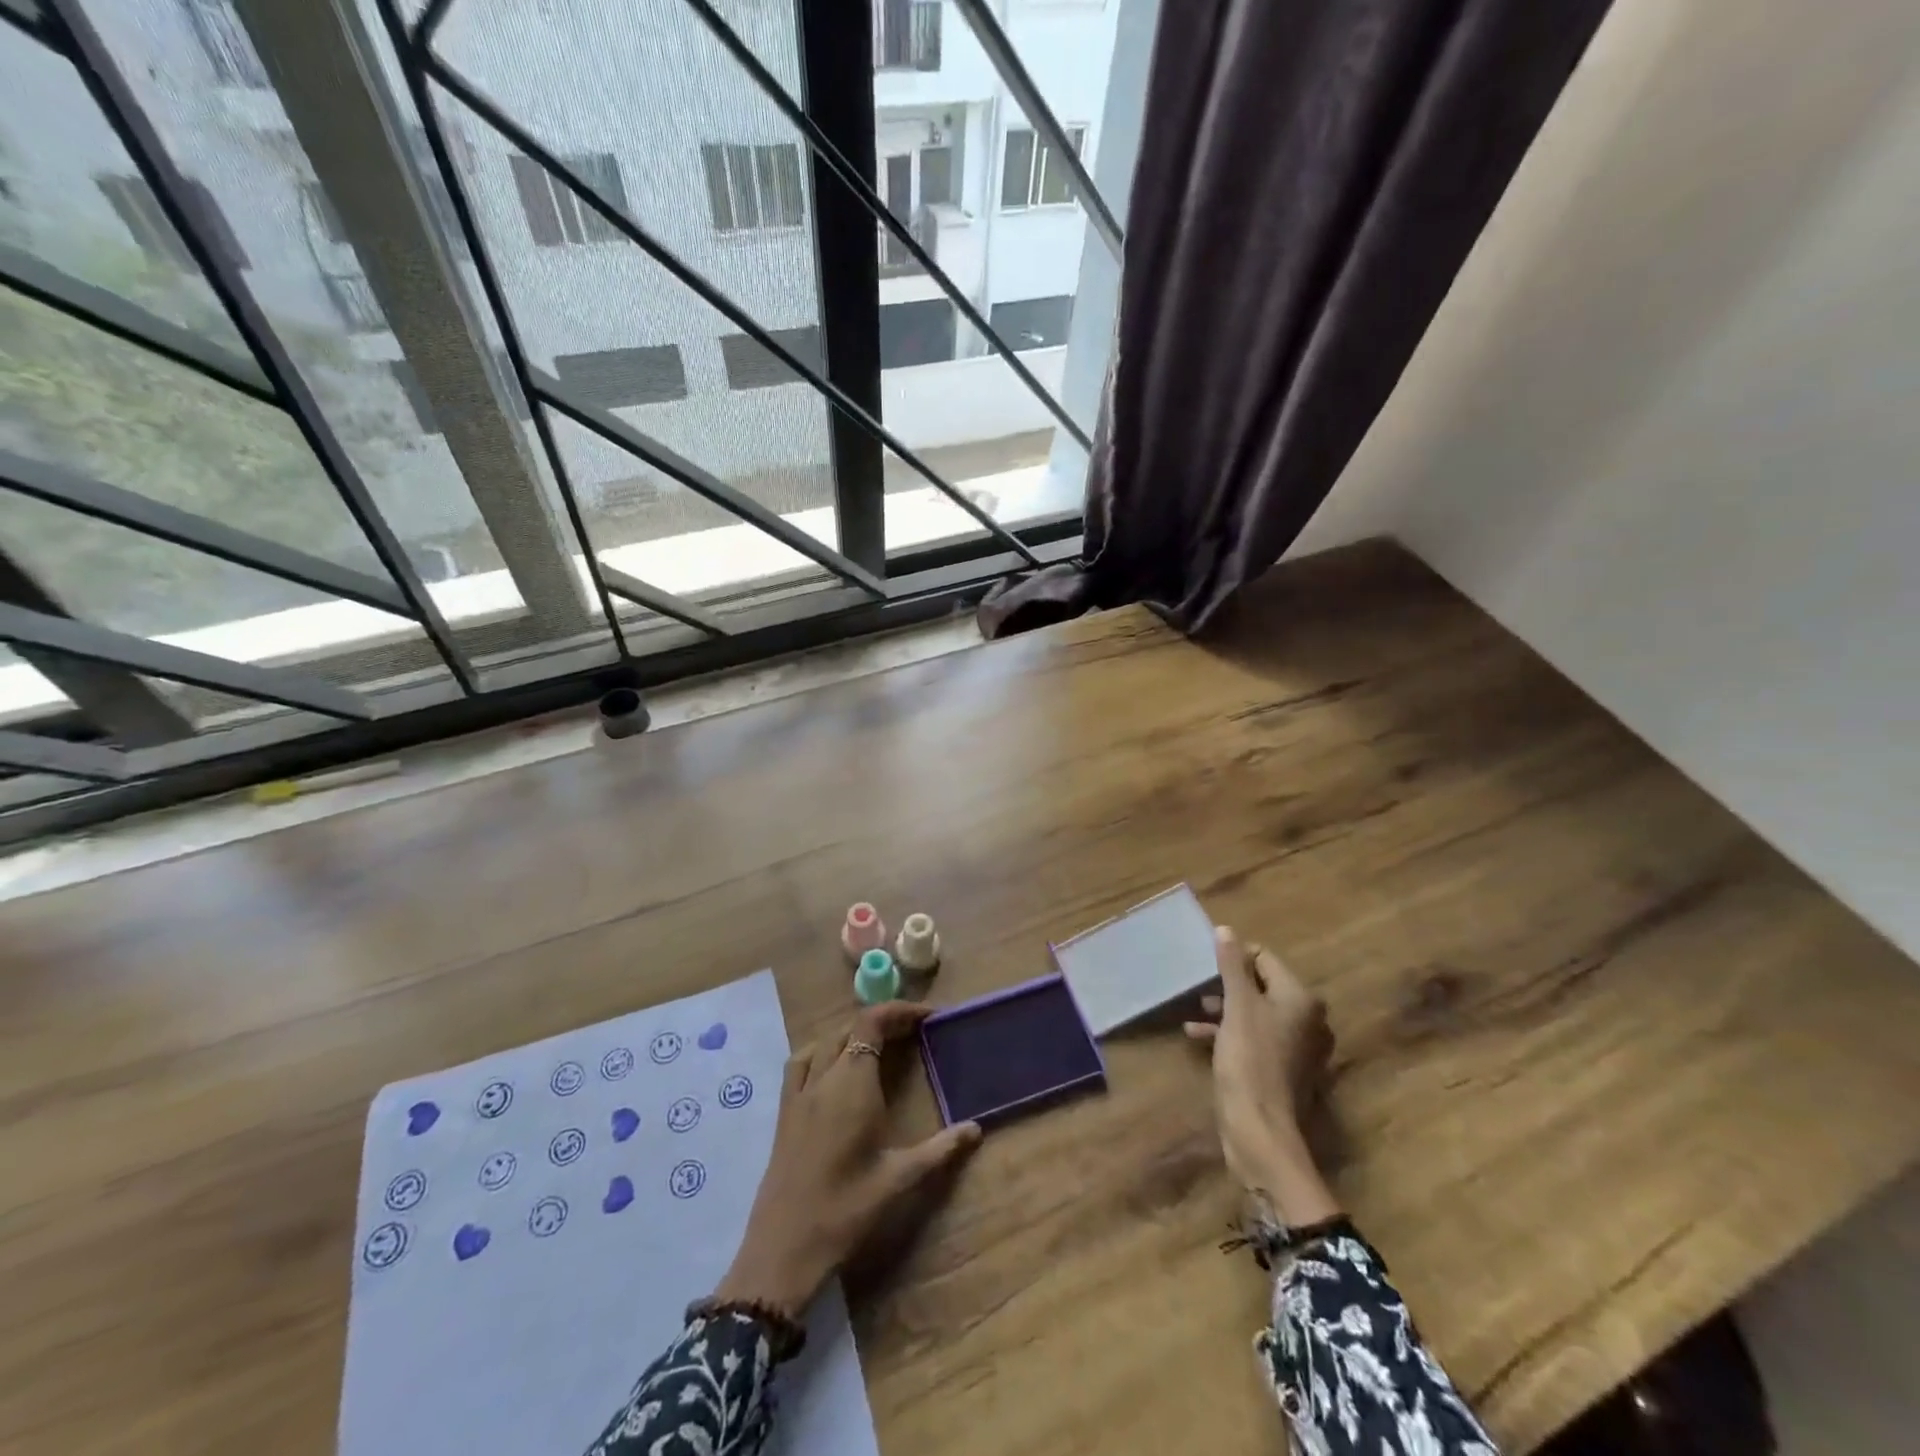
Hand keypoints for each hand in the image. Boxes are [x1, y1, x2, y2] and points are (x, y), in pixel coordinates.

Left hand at [713, 1002, 981, 1318]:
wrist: (783, 1248)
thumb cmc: (847, 1210)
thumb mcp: (900, 1179)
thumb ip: (940, 1149)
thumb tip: (976, 1129)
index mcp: (854, 1084)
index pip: (872, 1023)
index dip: (899, 1011)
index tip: (928, 1017)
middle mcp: (824, 1078)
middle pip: (851, 1028)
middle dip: (883, 1021)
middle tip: (913, 1032)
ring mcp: (800, 1093)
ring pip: (825, 1041)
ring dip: (852, 1033)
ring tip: (878, 1045)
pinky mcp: (784, 1111)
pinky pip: (800, 1062)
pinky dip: (820, 1050)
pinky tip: (832, 1067)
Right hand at [1186, 927, 1340, 1222]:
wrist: (1260, 1130)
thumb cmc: (1249, 1060)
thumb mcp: (1236, 1007)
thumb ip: (1231, 966)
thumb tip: (1226, 929)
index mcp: (1301, 999)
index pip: (1265, 959)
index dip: (1235, 958)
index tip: (1206, 965)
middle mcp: (1308, 1019)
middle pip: (1262, 986)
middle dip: (1228, 985)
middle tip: (1199, 989)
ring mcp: (1298, 1048)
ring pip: (1257, 1013)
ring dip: (1225, 1009)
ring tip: (1196, 1013)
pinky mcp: (1284, 1070)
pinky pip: (1256, 1038)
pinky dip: (1230, 1032)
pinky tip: (1198, 1037)